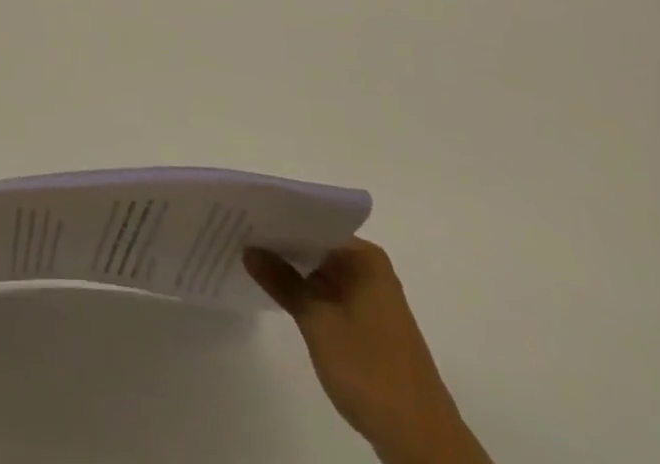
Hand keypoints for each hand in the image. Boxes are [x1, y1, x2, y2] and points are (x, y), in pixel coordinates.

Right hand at [245, 239, 491, 463]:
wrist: (420, 440)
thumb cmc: (369, 370)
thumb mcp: (317, 322)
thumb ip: (282, 281)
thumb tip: (249, 248)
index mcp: (363, 257)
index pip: (312, 223)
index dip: (278, 221)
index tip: (244, 218)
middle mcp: (370, 268)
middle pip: (317, 245)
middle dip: (282, 246)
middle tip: (239, 237)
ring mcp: (371, 297)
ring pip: (322, 272)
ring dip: (293, 271)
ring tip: (251, 261)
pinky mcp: (369, 324)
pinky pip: (331, 294)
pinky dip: (307, 294)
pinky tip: (280, 296)